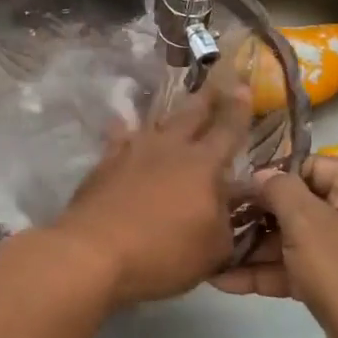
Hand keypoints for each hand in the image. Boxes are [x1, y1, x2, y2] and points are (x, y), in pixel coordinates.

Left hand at [46, 71, 252, 308]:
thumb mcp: (213, 249)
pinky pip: (120, 138)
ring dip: (169, 115)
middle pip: (191, 115)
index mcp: (203, 165)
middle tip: (215, 83)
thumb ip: (226, 220)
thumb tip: (229, 200)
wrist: (94, 251)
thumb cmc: (163, 253)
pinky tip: (123, 127)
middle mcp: (169, 148)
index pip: (228, 130)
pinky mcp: (105, 162)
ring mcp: (132, 151)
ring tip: (174, 107)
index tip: (243, 87)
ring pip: (156, 123)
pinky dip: (125, 131)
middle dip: (206, 99)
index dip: (238, 109)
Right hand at [214, 156, 337, 337]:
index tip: (231, 187)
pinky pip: (303, 268)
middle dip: (257, 218)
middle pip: (302, 205)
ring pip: (298, 240)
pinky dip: (270, 273)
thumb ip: (278, 190)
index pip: (311, 167)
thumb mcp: (308, 224)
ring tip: (210, 252)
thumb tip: (259, 174)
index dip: (270, 177)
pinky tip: (225, 281)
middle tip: (215, 221)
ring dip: (256, 249)